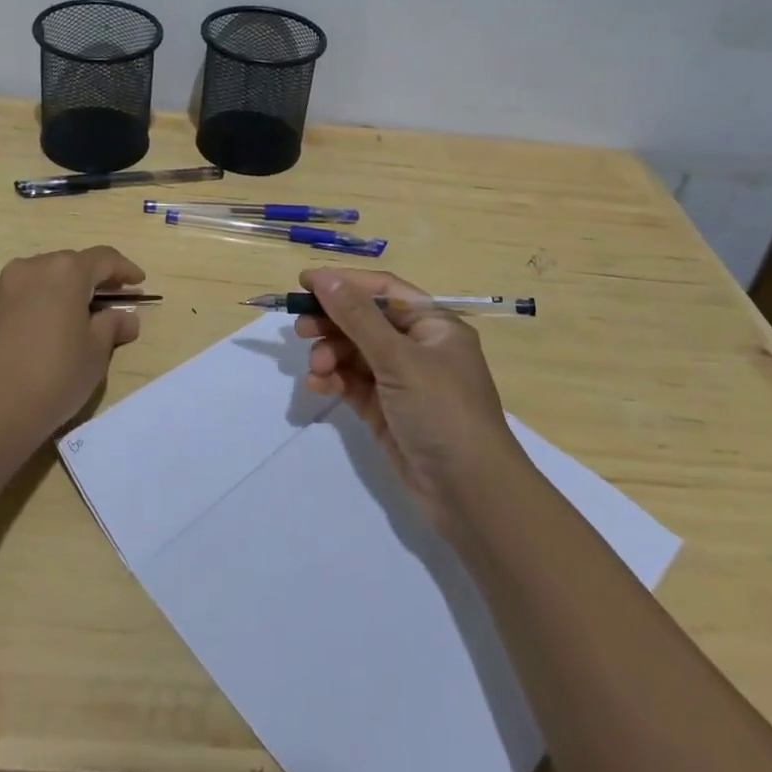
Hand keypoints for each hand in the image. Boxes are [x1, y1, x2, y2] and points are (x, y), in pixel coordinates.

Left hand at [0, 247, 145, 446]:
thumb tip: (126, 317)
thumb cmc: (53, 376)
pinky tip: (49, 328)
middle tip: (112, 301)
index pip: (104, 259)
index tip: (139, 283)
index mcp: (65, 271)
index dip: (125, 270)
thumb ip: (113, 326)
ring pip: (45, 277)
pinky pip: (24, 294)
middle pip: (72, 264)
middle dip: (95, 279)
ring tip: (81, 315)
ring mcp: (5, 286)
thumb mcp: (95, 353)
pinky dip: (43, 302)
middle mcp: (33, 267)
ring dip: (66, 290)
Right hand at [296, 268, 521, 530]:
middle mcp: (418, 348)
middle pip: (365, 321)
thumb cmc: (442, 411)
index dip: (345, 283)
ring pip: (355, 354)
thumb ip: (357, 317)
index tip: (305, 283)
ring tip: (316, 369)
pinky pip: (353, 384)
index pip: (384, 290)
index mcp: (433, 325)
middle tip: (300, 329)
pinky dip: (335, 381)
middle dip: (332, 323)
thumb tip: (324, 277)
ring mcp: (402, 381)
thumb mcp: (399, 358)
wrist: (471, 494)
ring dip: (330, 355)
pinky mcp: (387, 411)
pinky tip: (318, 386)